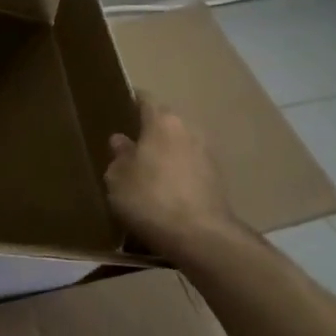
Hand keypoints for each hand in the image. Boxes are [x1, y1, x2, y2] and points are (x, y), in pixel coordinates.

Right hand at [104, 95, 246, 256]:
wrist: (200, 235)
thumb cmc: (150, 199)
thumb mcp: (118, 179)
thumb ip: (119, 156)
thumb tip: (121, 140)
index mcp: (162, 122)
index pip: (145, 100)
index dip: (132, 102)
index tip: (120, 108)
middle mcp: (188, 129)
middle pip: (165, 122)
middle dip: (150, 131)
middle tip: (130, 146)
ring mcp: (207, 153)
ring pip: (180, 144)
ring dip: (166, 153)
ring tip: (148, 171)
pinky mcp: (217, 178)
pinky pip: (190, 166)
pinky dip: (178, 172)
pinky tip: (167, 190)